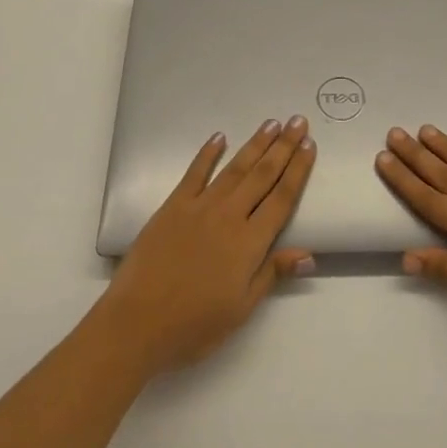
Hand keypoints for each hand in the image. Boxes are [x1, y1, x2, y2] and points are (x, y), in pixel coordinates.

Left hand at [99, 116, 316, 376]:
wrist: (137, 322)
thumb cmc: (194, 325)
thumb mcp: (241, 309)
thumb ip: (272, 274)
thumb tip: (308, 254)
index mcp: (249, 243)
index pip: (281, 198)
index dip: (298, 171)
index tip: (309, 146)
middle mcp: (229, 216)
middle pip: (263, 175)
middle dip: (283, 147)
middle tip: (298, 121)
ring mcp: (200, 207)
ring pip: (235, 168)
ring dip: (255, 144)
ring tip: (272, 123)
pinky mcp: (174, 205)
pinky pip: (195, 173)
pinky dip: (208, 153)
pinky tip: (220, 137)